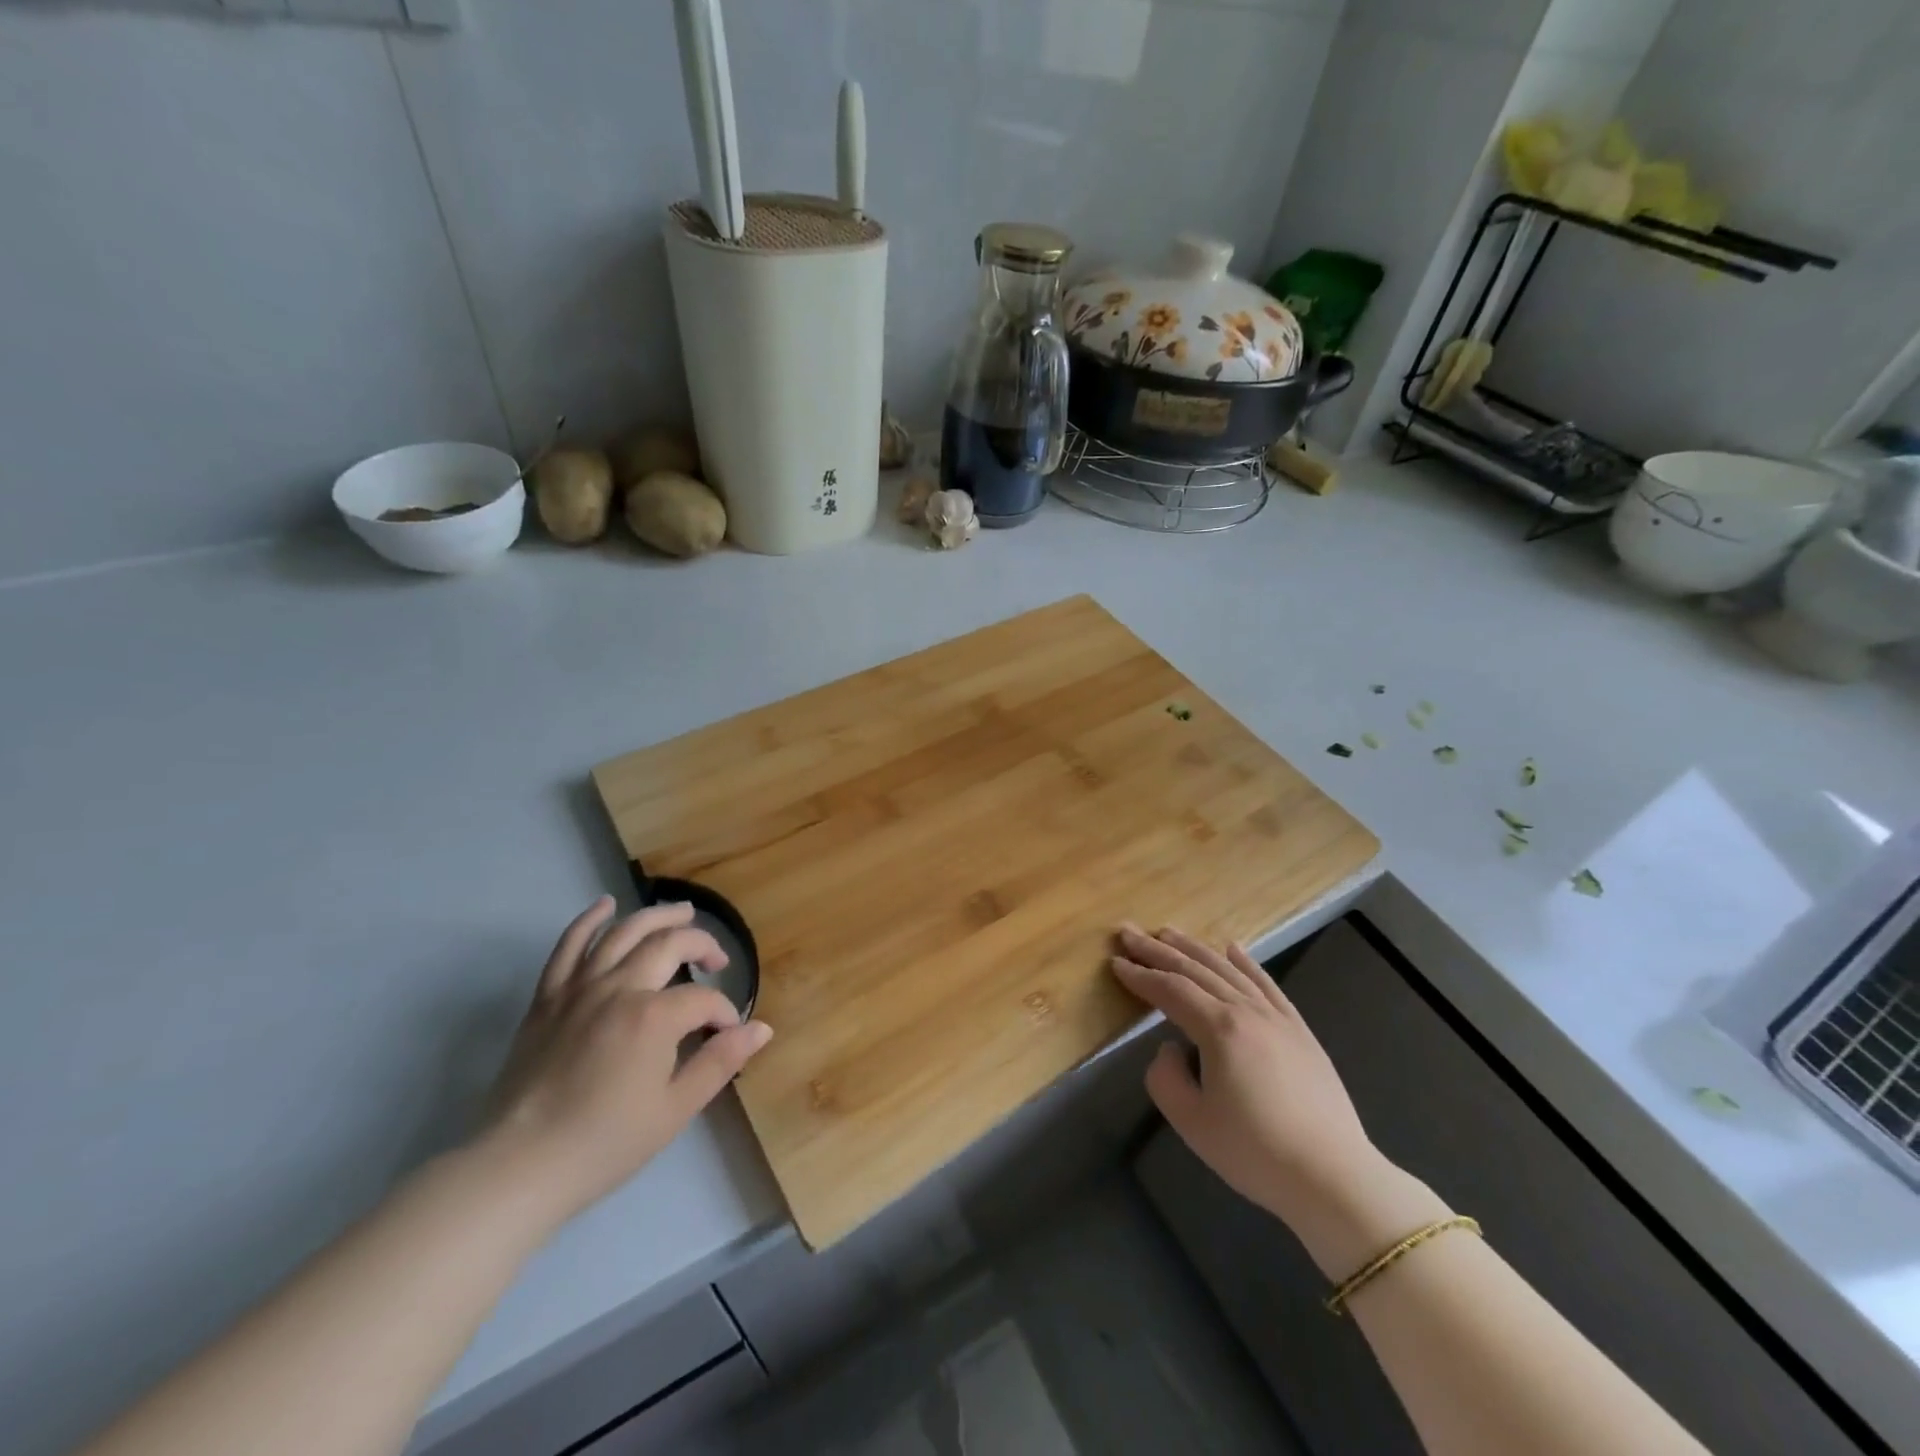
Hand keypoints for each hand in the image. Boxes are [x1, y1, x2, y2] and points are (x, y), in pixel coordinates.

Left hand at [476, 897, 772, 1224]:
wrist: (518, 1167)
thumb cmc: (605, 1143)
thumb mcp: (675, 1109)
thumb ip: (720, 1062)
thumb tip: (761, 1029)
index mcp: (654, 1016)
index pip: (704, 999)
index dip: (723, 1012)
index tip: (728, 1033)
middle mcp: (620, 988)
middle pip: (669, 944)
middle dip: (701, 945)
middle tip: (717, 958)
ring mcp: (579, 988)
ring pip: (624, 932)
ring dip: (658, 915)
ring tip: (682, 911)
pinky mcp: (547, 998)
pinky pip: (568, 946)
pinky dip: (588, 920)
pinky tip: (605, 905)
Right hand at [1112, 926, 1444, 1275]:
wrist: (1334, 1177)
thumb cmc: (1256, 1152)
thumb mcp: (1192, 1122)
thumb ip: (1165, 1077)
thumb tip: (1171, 1048)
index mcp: (1220, 1029)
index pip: (1171, 990)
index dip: (1140, 975)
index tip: (1115, 961)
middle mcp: (1247, 1011)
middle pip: (1196, 970)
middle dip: (1158, 950)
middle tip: (1130, 932)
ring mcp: (1277, 1017)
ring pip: (1229, 969)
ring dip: (1195, 948)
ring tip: (1169, 932)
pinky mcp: (1299, 1030)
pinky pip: (1267, 984)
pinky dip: (1246, 962)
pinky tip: (1233, 947)